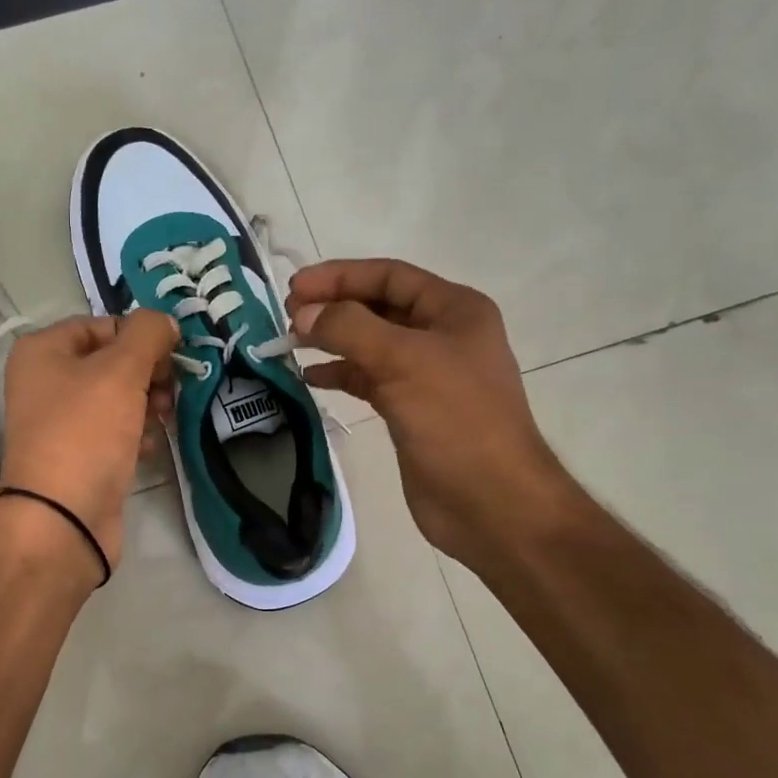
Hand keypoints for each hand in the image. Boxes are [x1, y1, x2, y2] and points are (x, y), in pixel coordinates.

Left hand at [0, 311, 178, 567]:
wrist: (63, 518)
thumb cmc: (86, 432)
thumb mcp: (121, 370)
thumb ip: (148, 334)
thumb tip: (165, 322)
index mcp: (43, 350)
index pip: (103, 325)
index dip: (140, 338)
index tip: (171, 358)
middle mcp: (45, 381)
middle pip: (111, 362)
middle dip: (148, 375)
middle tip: (169, 393)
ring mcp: (60, 422)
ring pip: (116, 399)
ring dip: (146, 405)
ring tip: (163, 421)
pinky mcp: (77, 456)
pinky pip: (114, 432)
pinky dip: (135, 435)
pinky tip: (149, 448)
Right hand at [287, 259, 569, 563]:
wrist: (490, 501)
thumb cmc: (456, 420)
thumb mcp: (403, 361)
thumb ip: (349, 329)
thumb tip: (303, 313)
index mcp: (455, 310)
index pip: (390, 277)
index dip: (341, 276)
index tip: (295, 286)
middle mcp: (442, 336)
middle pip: (378, 307)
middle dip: (334, 307)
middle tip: (288, 315)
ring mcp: (427, 375)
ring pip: (370, 345)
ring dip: (332, 340)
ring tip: (290, 342)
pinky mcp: (411, 410)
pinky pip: (369, 380)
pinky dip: (340, 374)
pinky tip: (310, 377)